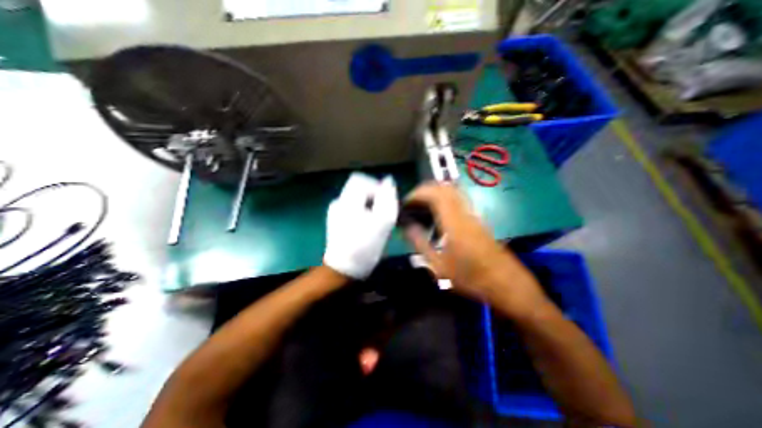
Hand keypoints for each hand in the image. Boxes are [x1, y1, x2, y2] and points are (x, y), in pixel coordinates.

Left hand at [323, 173, 398, 278]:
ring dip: (368, 204)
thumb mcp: (383, 222)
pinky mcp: (334, 217)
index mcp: (348, 200)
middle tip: (381, 212)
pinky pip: (351, 205)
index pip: (361, 179)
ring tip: (374, 221)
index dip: (375, 187)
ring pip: (355, 196)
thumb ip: (388, 198)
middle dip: (372, 196)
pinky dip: (361, 210)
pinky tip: (365, 225)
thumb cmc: (366, 246)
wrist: (345, 268)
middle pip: (358, 186)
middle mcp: (338, 201)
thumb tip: (388, 181)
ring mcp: (335, 210)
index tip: (383, 203)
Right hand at [402, 185, 550, 321]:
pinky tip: (437, 216)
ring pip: (452, 192)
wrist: (507, 284)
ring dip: (435, 193)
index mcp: (454, 222)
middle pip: (444, 188)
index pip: (434, 194)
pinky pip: (458, 201)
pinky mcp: (477, 220)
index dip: (417, 193)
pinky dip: (443, 200)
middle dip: (425, 190)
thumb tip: (407, 227)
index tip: (405, 202)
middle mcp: (464, 213)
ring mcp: (473, 215)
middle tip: (411, 202)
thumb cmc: (471, 278)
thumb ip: (420, 244)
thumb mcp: (439, 267)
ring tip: (421, 207)